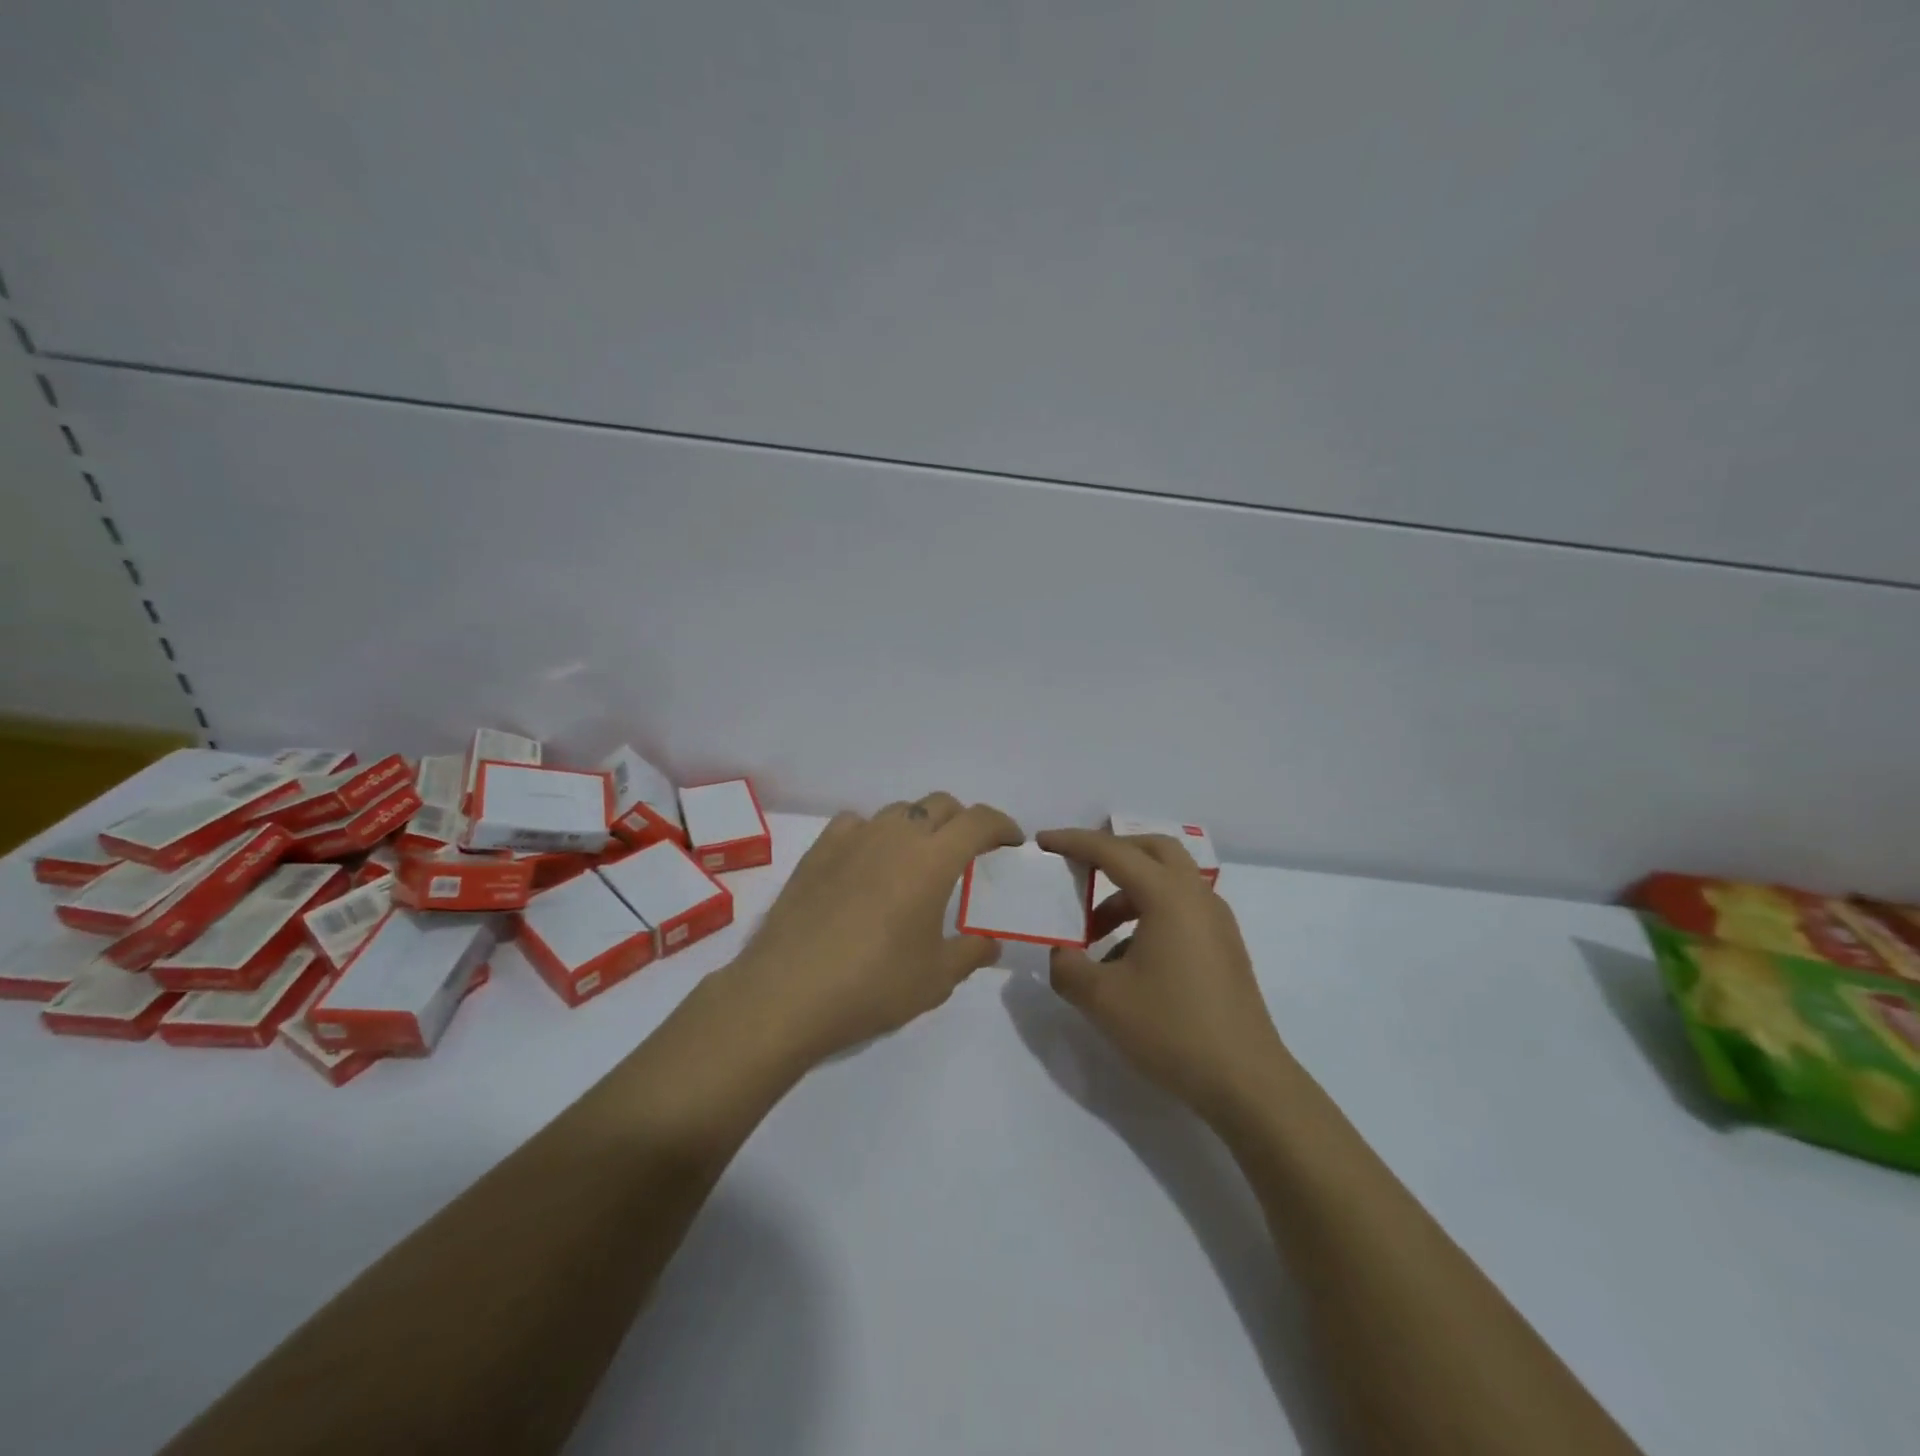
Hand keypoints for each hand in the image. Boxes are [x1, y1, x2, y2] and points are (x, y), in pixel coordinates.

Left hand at [728, 794, 1022, 1064]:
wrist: (787, 993)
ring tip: (916, 862)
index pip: (979, 821)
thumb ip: (970, 953)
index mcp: (933, 859)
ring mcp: (853, 838)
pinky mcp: (818, 850)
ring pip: (898, 811)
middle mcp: (895, 835)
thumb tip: (988, 942)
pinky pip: (856, 824)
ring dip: (918, 827)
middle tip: (968, 854)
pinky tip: (867, 864)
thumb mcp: (936, 979)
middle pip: (940, 805)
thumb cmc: (873, 984)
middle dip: (962, 821)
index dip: (1002, 826)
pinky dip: (873, 835)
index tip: (1011, 843)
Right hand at [1038, 829, 1292, 1123]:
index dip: (1074, 842)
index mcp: (1168, 896)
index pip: (1113, 852)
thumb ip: (1067, 967)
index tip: (1043, 842)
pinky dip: (1149, 913)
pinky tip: (1128, 960)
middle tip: (1079, 870)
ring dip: (1128, 891)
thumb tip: (1062, 953)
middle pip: (1152, 850)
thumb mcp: (1102, 1000)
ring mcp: (1216, 922)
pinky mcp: (1224, 947)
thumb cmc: (1172, 1029)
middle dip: (1112, 852)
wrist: (1246, 1082)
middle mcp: (1196, 896)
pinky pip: (1181, 909)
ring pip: (1168, 881)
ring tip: (1096, 932)